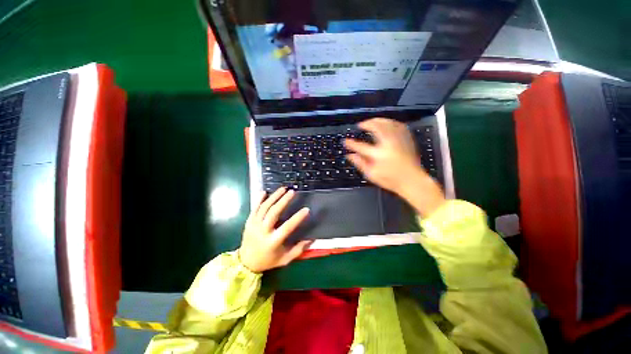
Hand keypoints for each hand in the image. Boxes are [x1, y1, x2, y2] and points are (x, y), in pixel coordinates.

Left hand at [238, 188, 311, 272]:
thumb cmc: (268, 261)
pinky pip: (254, 208)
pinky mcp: (249, 222)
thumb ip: (298, 250)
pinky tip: (265, 191)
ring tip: (283, 188)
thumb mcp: (284, 259)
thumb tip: (311, 239)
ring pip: (264, 208)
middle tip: (292, 192)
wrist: (245, 263)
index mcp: (273, 241)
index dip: (297, 218)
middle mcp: (263, 231)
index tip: (306, 209)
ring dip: (274, 197)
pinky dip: (259, 199)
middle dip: (283, 201)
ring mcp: (254, 225)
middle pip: (273, 213)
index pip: (287, 227)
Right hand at [345, 118, 445, 216]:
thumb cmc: (390, 179)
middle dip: (366, 124)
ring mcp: (399, 140)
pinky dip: (390, 122)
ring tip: (371, 121)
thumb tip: (349, 156)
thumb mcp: (371, 174)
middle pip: (376, 127)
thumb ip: (360, 163)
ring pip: (388, 123)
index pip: (361, 146)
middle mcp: (389, 144)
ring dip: (378, 120)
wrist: (412, 180)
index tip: (345, 141)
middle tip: (360, 125)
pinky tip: (386, 123)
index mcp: (379, 154)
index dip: (351, 143)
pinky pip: (398, 125)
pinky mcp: (407, 139)